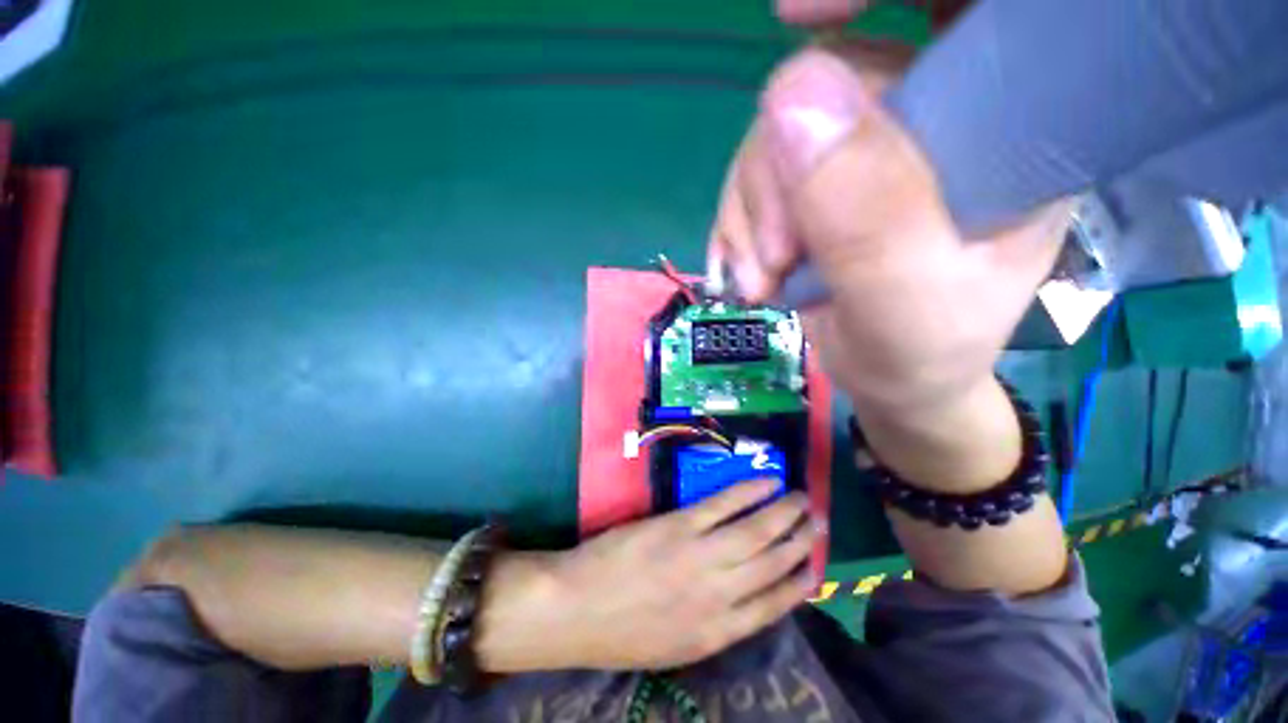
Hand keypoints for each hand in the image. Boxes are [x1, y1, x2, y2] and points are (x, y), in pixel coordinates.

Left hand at [502, 480, 821, 671]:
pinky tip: (766, 482)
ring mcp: (700, 556)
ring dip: (783, 513)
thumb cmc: (622, 631)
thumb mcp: (674, 647)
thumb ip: (711, 623)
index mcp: (718, 632)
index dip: (799, 583)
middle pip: (772, 563)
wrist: (575, 609)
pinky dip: (748, 493)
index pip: (773, 604)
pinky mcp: (679, 526)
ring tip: (801, 499)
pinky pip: (723, 505)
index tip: (815, 566)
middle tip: (818, 522)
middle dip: (800, 541)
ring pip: (756, 532)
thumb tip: (741, 597)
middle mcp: (719, 595)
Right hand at [709, 43, 1070, 416]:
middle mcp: (929, 123)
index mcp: (1002, 128)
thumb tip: (789, 97)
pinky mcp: (815, 185)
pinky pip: (752, 176)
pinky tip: (750, 274)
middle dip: (782, 170)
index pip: (958, 5)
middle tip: (780, 254)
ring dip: (752, 213)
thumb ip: (867, 216)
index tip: (797, 17)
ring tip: (763, 281)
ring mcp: (863, 154)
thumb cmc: (924, 353)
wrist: (892, 382)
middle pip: (833, 80)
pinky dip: (737, 226)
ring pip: (776, 135)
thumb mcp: (908, 302)